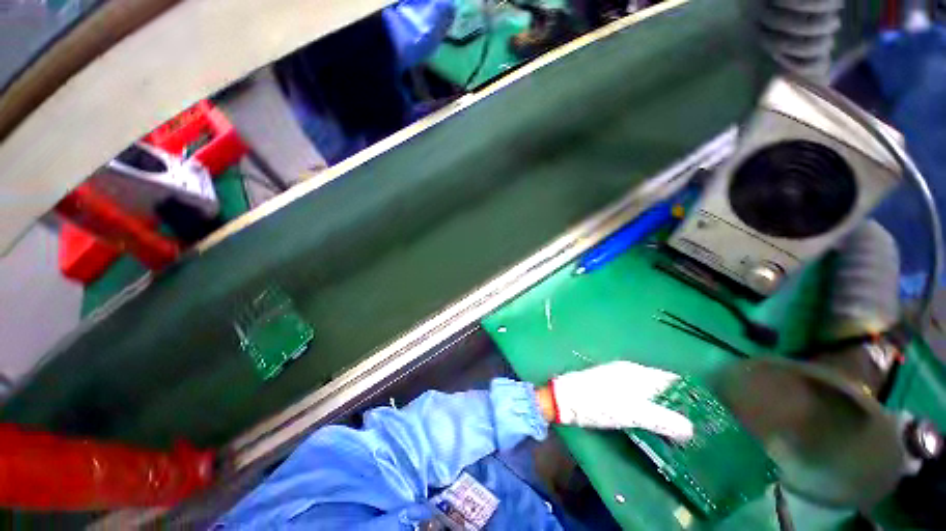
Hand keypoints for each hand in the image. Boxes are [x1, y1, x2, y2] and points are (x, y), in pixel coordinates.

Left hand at [536, 361, 692, 441]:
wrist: (564, 399)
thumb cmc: (597, 403)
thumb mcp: (631, 413)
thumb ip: (661, 419)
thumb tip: (691, 428)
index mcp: (636, 373)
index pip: (670, 379)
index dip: (687, 393)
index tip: (704, 411)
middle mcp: (629, 371)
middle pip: (660, 384)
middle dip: (676, 401)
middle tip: (694, 423)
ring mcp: (618, 377)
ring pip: (648, 390)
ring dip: (662, 404)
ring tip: (678, 426)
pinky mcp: (609, 386)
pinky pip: (636, 394)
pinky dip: (647, 405)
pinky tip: (651, 418)